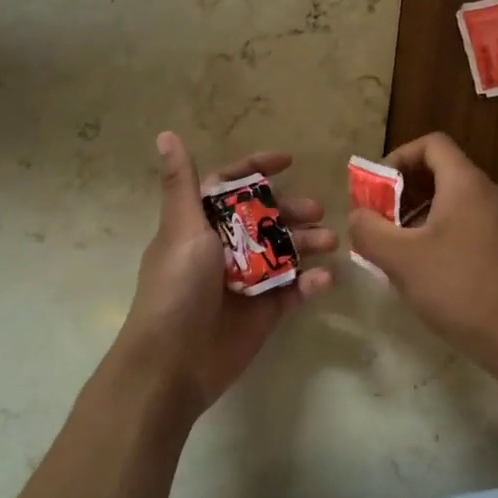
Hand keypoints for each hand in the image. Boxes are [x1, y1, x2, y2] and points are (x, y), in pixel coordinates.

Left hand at [110, 133, 334, 426]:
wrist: (172, 363)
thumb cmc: (176, 287)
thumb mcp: (182, 228)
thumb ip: (182, 184)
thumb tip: (166, 134)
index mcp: (201, 225)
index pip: (231, 187)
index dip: (257, 169)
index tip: (288, 160)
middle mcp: (224, 248)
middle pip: (265, 218)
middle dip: (292, 211)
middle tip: (317, 211)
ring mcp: (245, 281)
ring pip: (283, 252)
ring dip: (307, 243)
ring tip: (330, 241)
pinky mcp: (262, 312)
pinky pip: (292, 291)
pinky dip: (309, 284)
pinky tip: (323, 279)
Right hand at [346, 132, 497, 369]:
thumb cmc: (457, 287)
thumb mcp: (401, 258)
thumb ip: (369, 230)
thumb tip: (358, 216)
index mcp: (466, 184)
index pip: (432, 144)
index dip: (399, 157)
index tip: (377, 188)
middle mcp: (488, 193)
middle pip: (441, 171)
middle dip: (403, 189)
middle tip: (378, 218)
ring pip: (453, 199)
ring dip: (419, 212)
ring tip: (395, 245)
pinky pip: (466, 222)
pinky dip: (439, 230)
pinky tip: (423, 265)